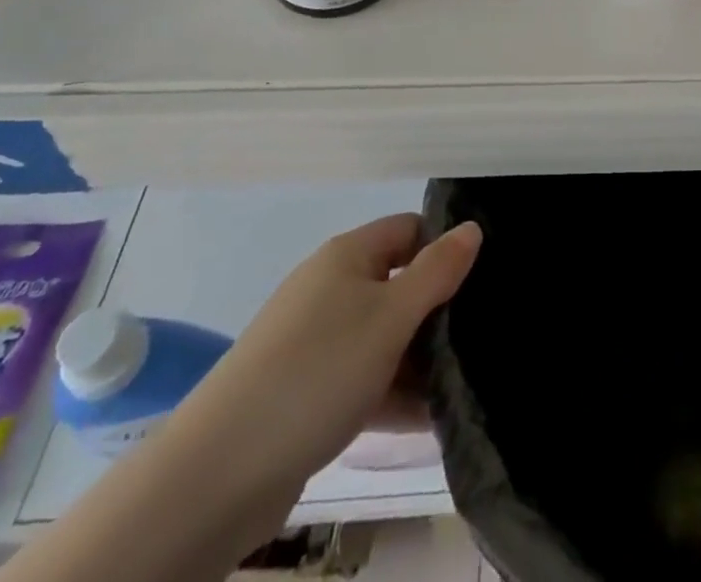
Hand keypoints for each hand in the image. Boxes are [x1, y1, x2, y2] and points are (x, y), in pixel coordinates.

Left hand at [170, 214, 481, 506]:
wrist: (219, 473)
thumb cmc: (318, 371)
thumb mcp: (391, 316)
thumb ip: (437, 271)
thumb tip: (472, 227)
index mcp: (347, 256)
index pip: (409, 230)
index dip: (444, 248)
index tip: (481, 282)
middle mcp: (329, 289)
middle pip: (397, 284)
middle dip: (436, 311)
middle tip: (478, 339)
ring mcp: (314, 342)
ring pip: (382, 337)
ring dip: (418, 360)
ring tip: (463, 386)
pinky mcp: (305, 391)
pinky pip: (361, 379)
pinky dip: (391, 394)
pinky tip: (428, 421)